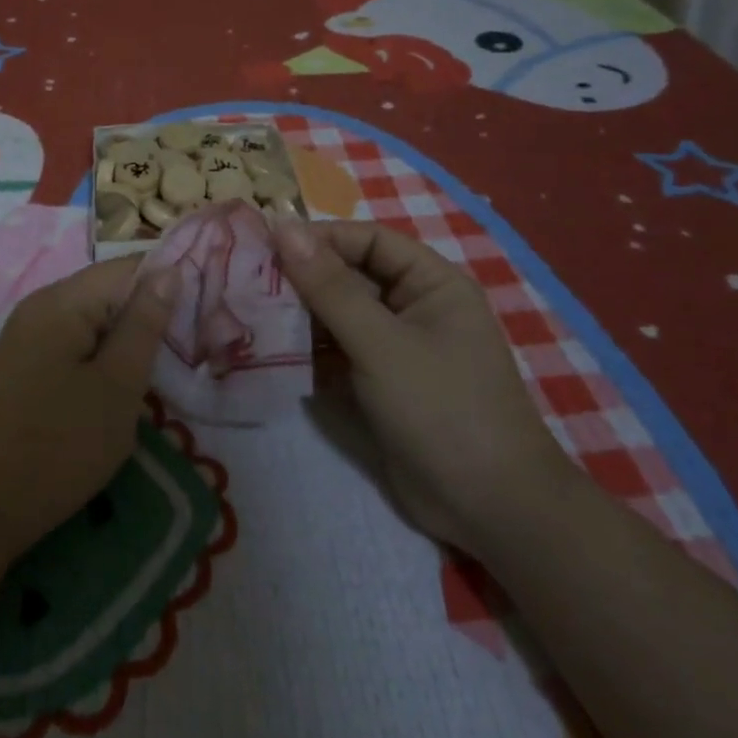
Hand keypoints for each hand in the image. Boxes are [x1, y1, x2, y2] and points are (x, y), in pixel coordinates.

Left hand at [0, 256, 176, 563]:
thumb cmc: (58, 446)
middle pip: (107, 292)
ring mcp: (27, 336)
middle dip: (149, 314)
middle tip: (192, 346)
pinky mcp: (24, 365)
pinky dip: (102, 356)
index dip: (168, 282)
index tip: (206, 309)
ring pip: (92, 321)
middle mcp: (39, 306)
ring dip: (127, 339)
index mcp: (61, 301)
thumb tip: (170, 270)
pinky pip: (74, 343)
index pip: (126, 268)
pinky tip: (122, 383)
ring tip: (164, 367)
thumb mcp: (117, 386)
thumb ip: (144, 325)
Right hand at [270, 216, 572, 551]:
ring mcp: (395, 348)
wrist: (488, 509)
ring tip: (251, 316)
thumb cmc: (442, 408)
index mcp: (431, 284)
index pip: (368, 241)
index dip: (320, 239)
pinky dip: (308, 351)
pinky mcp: (379, 384)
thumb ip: (330, 287)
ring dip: (300, 317)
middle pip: (349, 277)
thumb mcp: (381, 343)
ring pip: (338, 317)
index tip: (266, 247)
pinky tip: (271, 352)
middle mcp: (413, 308)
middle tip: (249, 284)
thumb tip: (284, 228)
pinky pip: (337, 353)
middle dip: (302, 280)